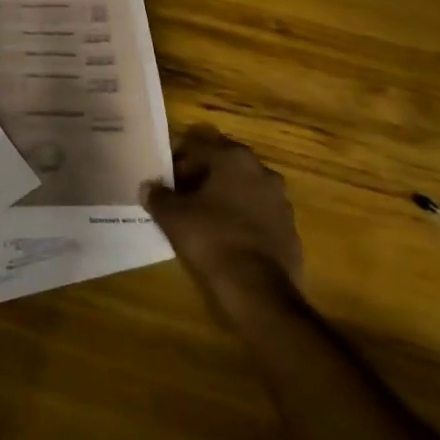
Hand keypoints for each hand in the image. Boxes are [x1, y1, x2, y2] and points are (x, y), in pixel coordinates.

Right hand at [143, 124, 303, 326]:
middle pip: (223, 166)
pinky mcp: (290, 230)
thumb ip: (158, 197)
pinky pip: (260, 216)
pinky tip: (228, 239)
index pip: (197, 148)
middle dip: (203, 178)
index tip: (166, 181)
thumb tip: (148, 187)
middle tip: (183, 198)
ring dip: (226, 198)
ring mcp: (280, 201)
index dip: (177, 163)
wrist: (259, 292)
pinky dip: (244, 220)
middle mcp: (261, 171)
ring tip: (205, 220)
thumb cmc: (212, 240)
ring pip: (244, 189)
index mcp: (233, 158)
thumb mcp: (174, 217)